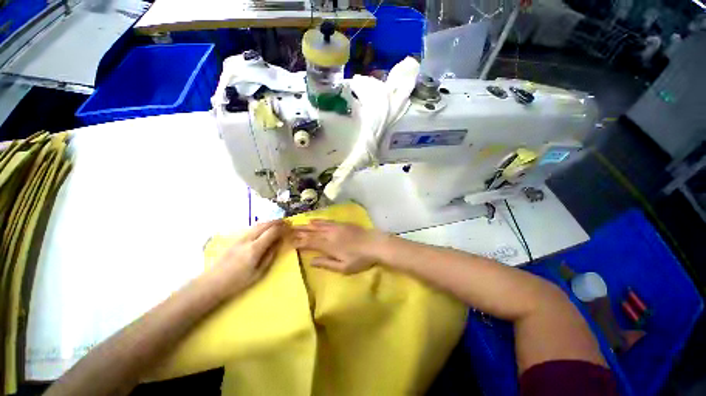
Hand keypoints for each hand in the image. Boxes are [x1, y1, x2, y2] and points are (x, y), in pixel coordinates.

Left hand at [206, 220, 287, 296]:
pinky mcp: (236, 239)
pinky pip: (252, 228)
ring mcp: (240, 238)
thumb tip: (279, 242)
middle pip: (265, 224)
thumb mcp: (259, 272)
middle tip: (287, 223)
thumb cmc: (238, 281)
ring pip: (258, 224)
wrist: (212, 283)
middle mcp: (248, 239)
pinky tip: (265, 228)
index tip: (290, 227)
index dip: (283, 228)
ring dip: (270, 222)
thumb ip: (270, 255)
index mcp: (255, 248)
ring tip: (279, 223)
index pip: (272, 231)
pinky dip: (262, 225)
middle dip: (278, 222)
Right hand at [292, 220, 386, 273]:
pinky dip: (319, 220)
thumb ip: (326, 264)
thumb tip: (311, 261)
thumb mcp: (343, 267)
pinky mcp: (343, 224)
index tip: (289, 241)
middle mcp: (330, 234)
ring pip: (318, 225)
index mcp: (329, 246)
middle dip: (300, 231)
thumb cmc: (360, 259)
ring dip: (307, 224)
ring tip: (298, 223)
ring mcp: (336, 227)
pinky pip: (328, 221)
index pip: (310, 243)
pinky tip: (315, 220)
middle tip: (289, 229)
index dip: (299, 241)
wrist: (375, 244)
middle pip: (312, 232)